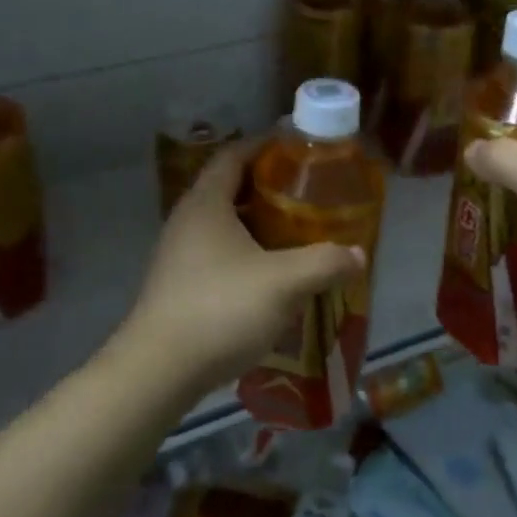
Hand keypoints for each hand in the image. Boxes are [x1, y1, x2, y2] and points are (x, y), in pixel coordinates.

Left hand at [120, 141, 365, 392]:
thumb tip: (357, 254)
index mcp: (206, 204)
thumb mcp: (283, 283)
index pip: (233, 155)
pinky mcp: (177, 284)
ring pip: (222, 223)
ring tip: (293, 231)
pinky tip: (268, 274)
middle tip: (305, 192)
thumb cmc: (220, 309)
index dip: (263, 146)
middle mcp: (187, 220)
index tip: (296, 148)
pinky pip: (215, 252)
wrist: (158, 370)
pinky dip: (243, 251)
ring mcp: (178, 254)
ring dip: (255, 222)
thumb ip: (324, 263)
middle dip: (266, 186)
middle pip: (228, 187)